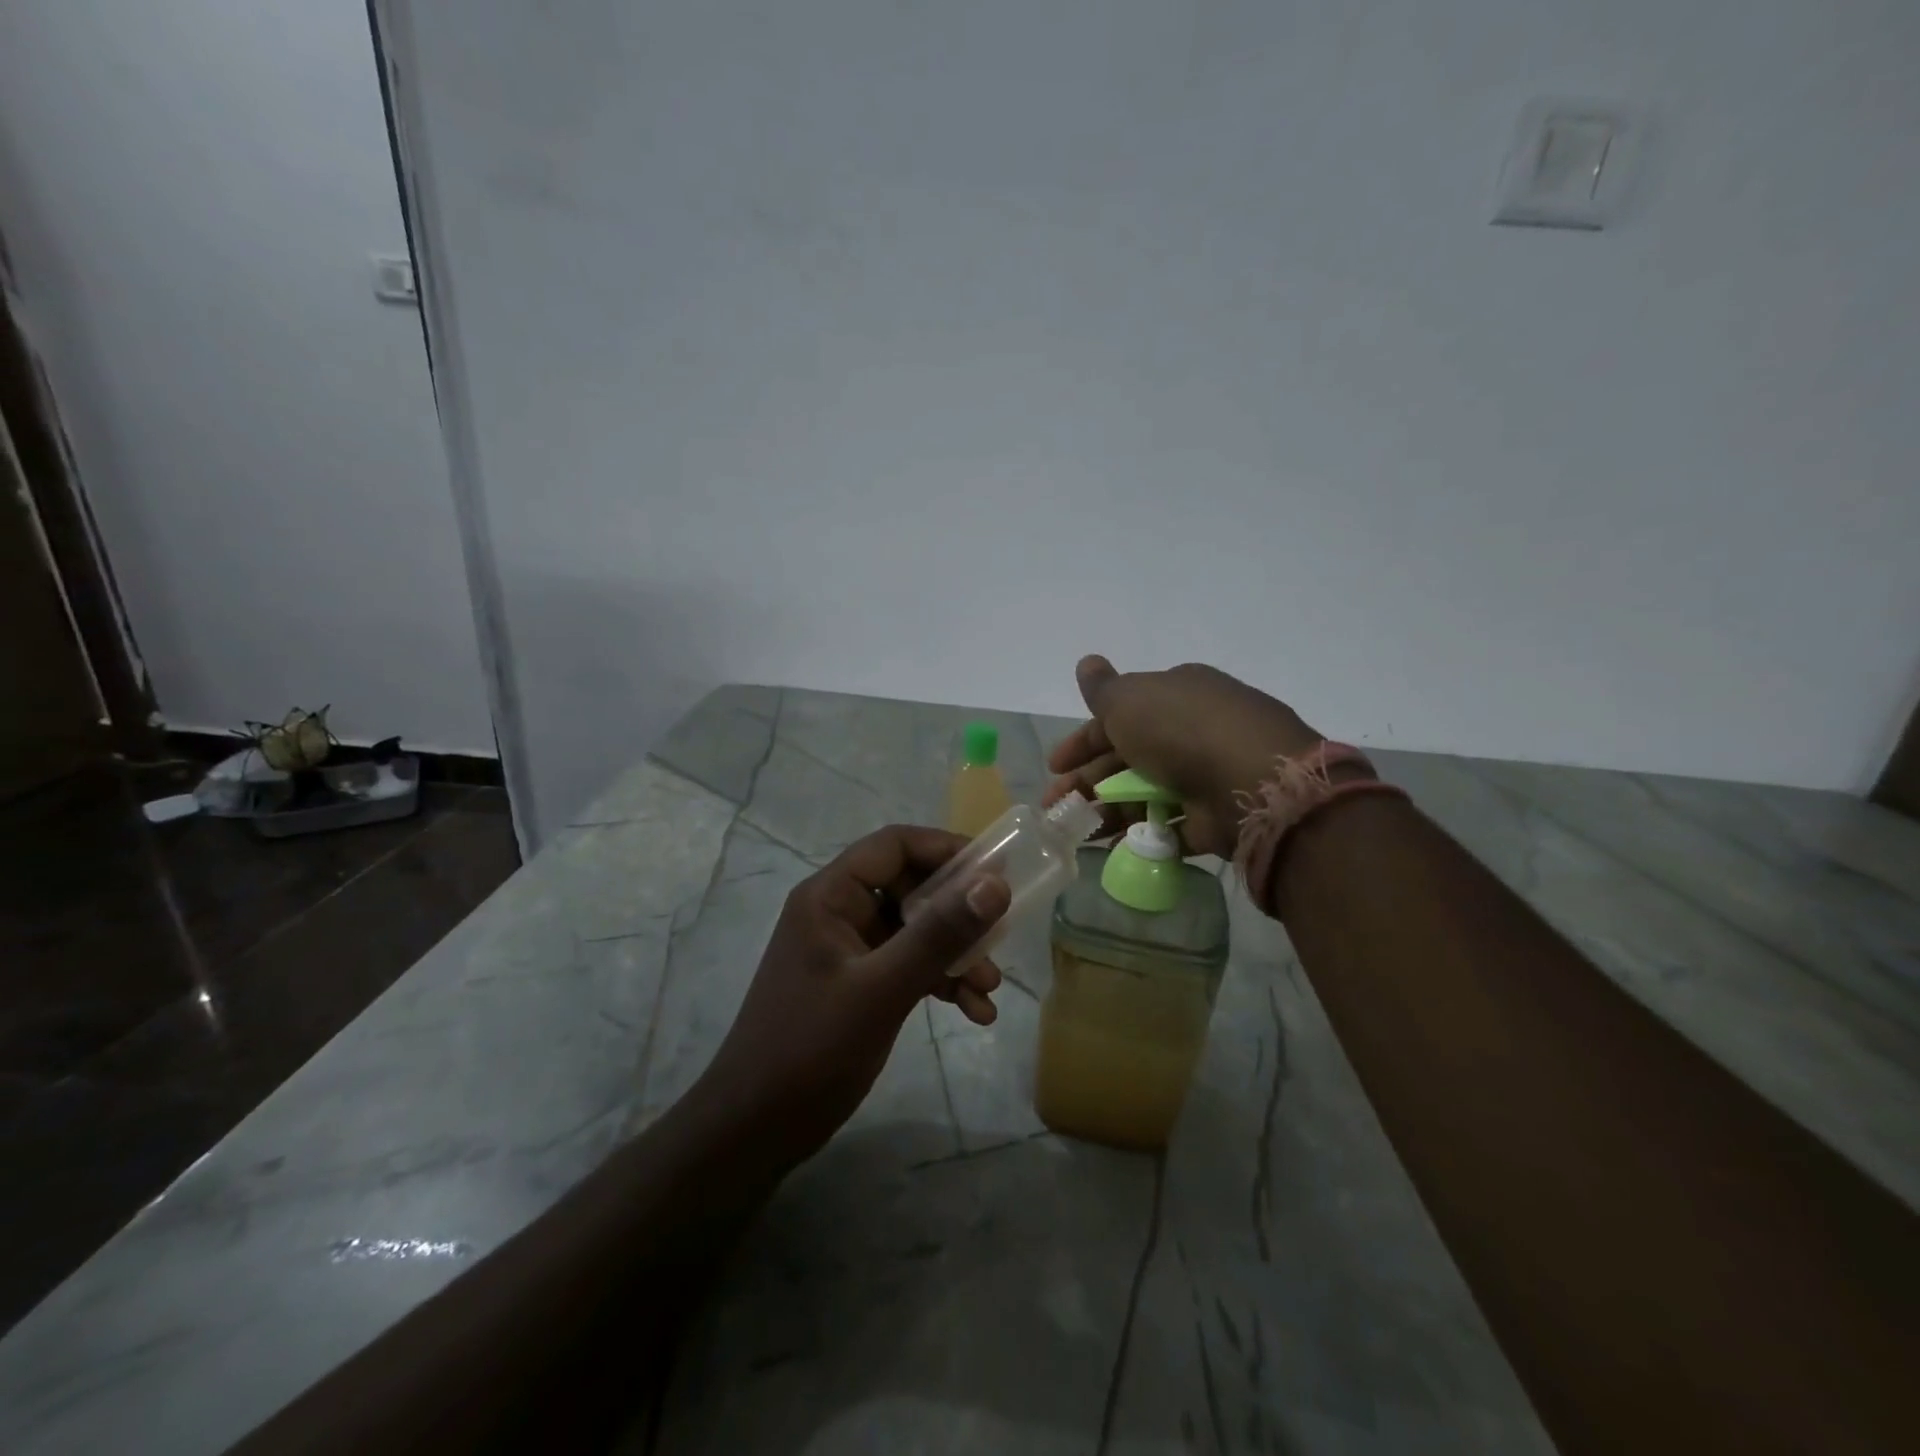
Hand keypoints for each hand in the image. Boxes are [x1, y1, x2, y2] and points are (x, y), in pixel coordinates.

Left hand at [691, 825, 1010, 1166]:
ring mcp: (848, 950)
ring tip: (989, 989)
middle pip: (911, 887)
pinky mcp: (858, 984)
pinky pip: (909, 965)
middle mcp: (839, 912)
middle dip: (958, 914)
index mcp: (830, 896)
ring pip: (915, 930)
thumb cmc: (811, 1049)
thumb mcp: (882, 990)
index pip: (894, 845)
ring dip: (956, 954)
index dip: (946, 849)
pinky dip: (941, 981)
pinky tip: (975, 1012)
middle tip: (999, 935)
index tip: (997, 869)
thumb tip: (995, 883)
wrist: (754, 1131)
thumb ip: (938, 935)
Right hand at [1044, 656, 1321, 858]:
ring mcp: (1204, 775)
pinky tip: (1111, 845)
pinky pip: (1168, 825)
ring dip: (1107, 810)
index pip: (1119, 715)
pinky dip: (1140, 834)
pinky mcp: (1213, 817)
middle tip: (1055, 806)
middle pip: (1127, 758)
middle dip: (1087, 781)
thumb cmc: (1180, 731)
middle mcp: (1191, 731)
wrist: (1249, 781)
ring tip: (1078, 831)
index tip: (1054, 766)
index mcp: (1175, 695)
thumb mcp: (1130, 700)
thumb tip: (1086, 662)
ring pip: (1143, 793)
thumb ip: (1103, 688)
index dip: (1082, 740)